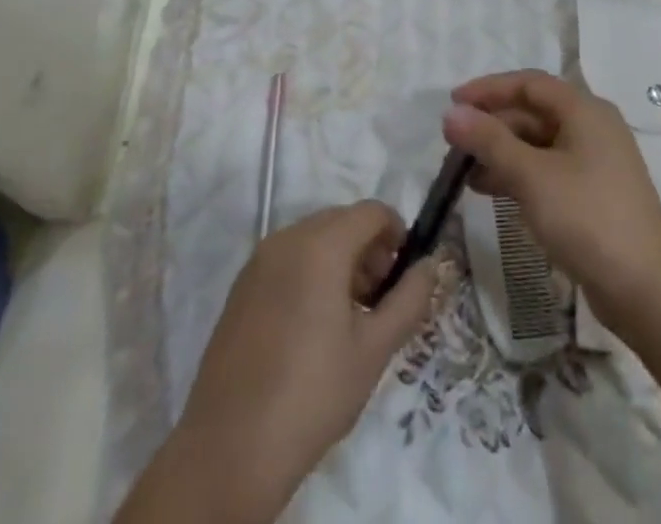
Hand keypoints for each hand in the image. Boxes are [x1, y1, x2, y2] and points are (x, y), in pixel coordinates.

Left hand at [127, 202, 435, 523]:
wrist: (230, 448)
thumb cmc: (312, 394)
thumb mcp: (374, 350)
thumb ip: (409, 299)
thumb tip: (430, 264)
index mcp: (321, 244)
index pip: (371, 211)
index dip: (397, 233)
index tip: (404, 276)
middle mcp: (287, 238)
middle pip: (342, 221)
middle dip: (369, 249)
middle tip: (379, 301)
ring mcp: (258, 261)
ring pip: (313, 239)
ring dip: (340, 261)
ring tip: (349, 320)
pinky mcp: (241, 287)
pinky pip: (287, 260)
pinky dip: (310, 274)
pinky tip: (312, 329)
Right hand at [443, 71, 660, 328]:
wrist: (647, 291)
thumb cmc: (588, 218)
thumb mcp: (531, 176)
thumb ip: (489, 141)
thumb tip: (451, 113)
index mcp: (584, 110)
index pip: (529, 83)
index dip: (488, 89)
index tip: (453, 103)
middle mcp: (593, 128)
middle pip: (533, 112)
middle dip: (492, 124)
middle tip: (454, 143)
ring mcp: (596, 163)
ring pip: (538, 144)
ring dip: (502, 152)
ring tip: (465, 172)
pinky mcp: (594, 194)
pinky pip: (548, 170)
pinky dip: (519, 175)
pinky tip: (492, 191)